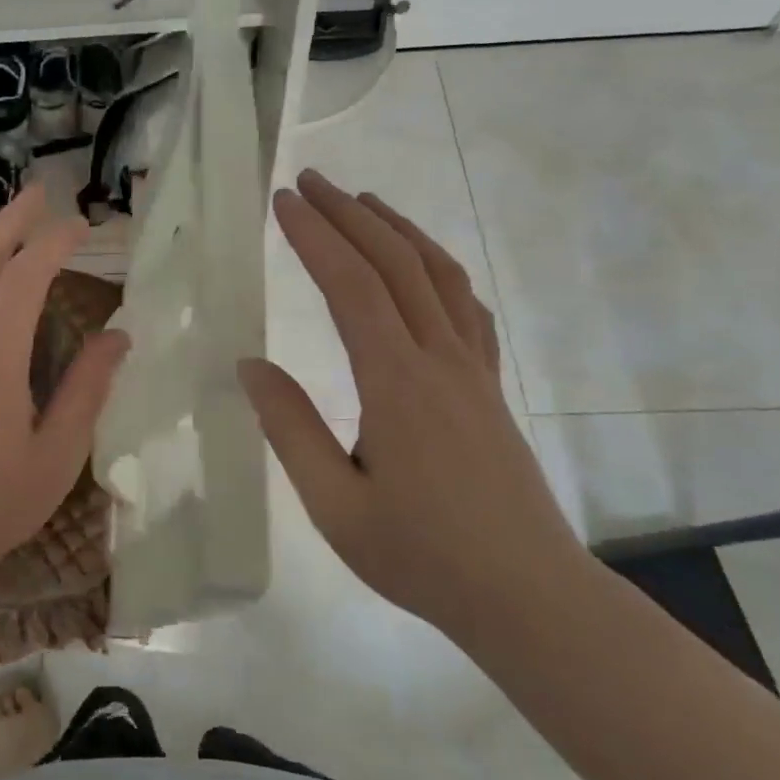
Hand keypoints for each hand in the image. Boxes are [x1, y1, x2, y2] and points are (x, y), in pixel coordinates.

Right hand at [239, 171, 588, 642]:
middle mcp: (439, 359)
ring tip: (363, 201)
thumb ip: (290, 429)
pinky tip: (423, 265)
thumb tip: (250, 365)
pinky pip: (465, 306)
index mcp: (396, 384)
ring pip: (437, 274)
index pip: (351, 286)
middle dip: (349, 214)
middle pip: (395, 263)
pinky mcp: (489, 385)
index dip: (315, 236)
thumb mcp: (335, 505)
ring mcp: (472, 369)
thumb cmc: (422, 556)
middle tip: (310, 182)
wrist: (529, 597)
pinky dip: (437, 267)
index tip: (282, 203)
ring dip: (398, 229)